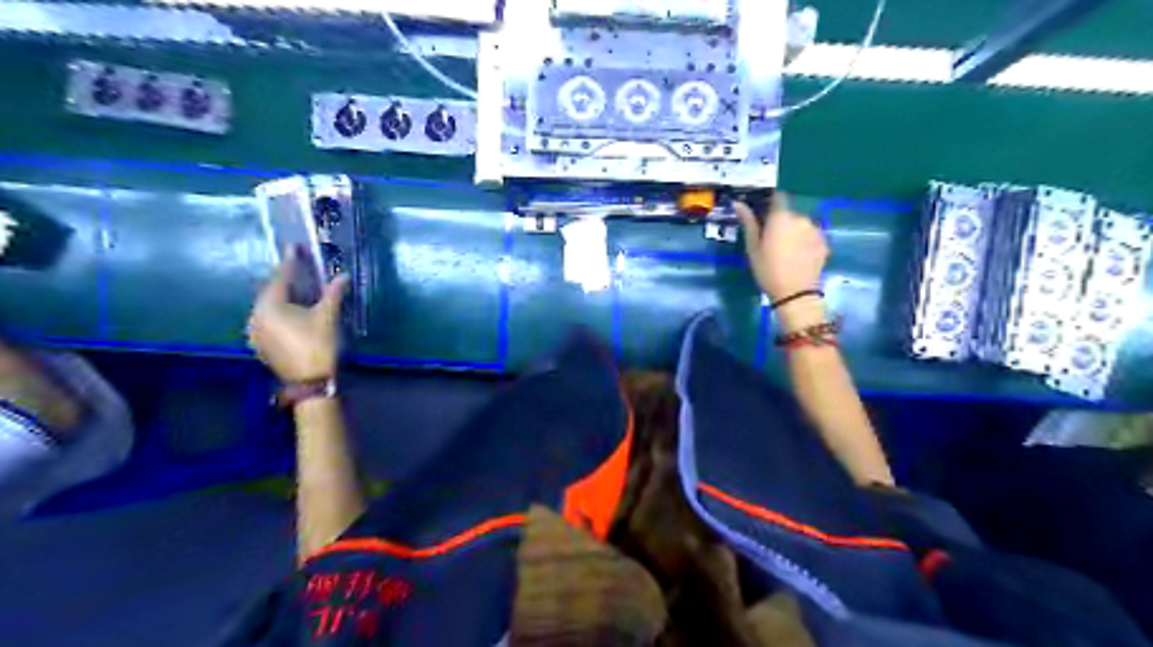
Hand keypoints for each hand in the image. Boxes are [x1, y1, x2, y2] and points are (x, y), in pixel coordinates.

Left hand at [246, 246, 346, 379]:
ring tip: (300, 289)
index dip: (290, 262)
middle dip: (286, 280)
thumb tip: (343, 276)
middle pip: (271, 292)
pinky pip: (270, 320)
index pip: (280, 278)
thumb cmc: (318, 345)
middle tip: (298, 267)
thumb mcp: (328, 317)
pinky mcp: (262, 345)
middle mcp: (256, 317)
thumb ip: (333, 294)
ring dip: (285, 297)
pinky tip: (295, 311)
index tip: (295, 247)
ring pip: (270, 307)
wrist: (311, 381)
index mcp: (268, 306)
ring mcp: (256, 333)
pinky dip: (282, 312)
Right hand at [733, 191, 824, 303]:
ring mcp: (815, 230)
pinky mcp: (824, 243)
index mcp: (781, 217)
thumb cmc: (768, 270)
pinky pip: (811, 236)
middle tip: (772, 242)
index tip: (763, 215)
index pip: (778, 197)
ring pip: (801, 225)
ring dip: (794, 233)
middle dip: (782, 223)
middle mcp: (801, 218)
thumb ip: (748, 223)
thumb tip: (738, 203)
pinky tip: (799, 257)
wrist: (796, 293)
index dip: (770, 203)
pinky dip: (805, 242)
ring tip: (787, 252)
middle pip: (789, 214)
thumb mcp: (753, 248)